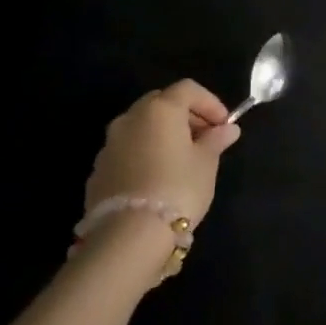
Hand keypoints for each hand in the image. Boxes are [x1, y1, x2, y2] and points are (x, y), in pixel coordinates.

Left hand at [84, 80, 241, 232]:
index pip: (188, 89)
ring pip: (141, 127)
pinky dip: (146, 153)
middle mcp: (130, 119)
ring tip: (182, 160)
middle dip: (185, 115)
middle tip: (204, 138)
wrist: (128, 234)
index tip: (224, 125)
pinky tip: (159, 177)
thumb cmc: (178, 188)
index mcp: (160, 110)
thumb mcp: (207, 163)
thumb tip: (227, 130)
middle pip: (161, 103)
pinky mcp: (98, 170)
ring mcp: (109, 144)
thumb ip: (215, 141)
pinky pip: (128, 150)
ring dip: (163, 135)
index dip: (210, 103)